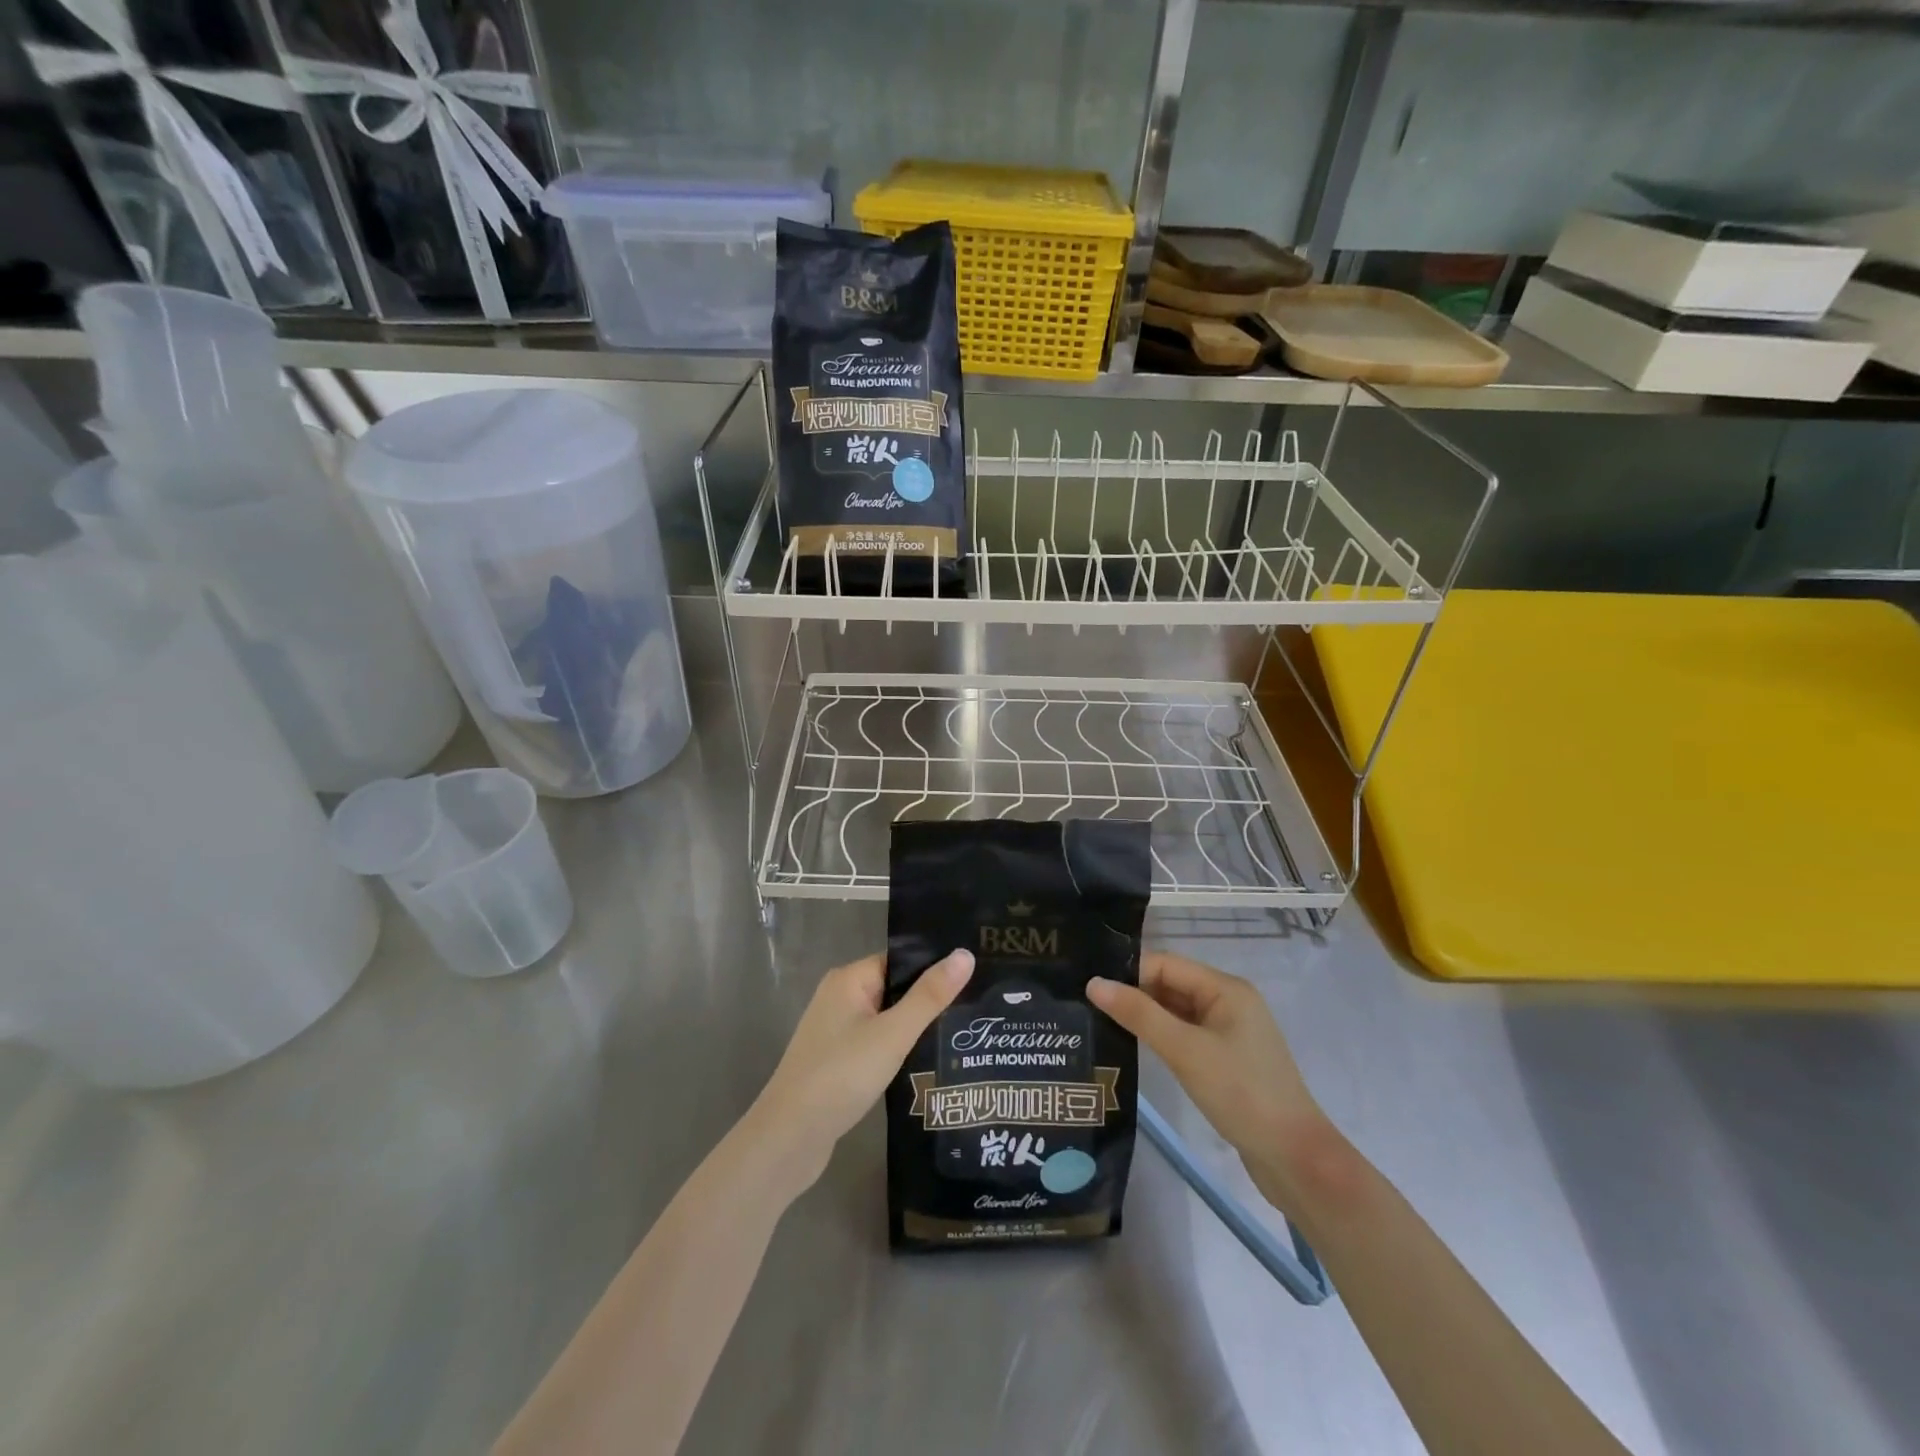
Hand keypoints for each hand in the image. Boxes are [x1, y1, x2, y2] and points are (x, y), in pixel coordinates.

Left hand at [746, 949, 973, 1194]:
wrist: (789, 1138)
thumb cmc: (841, 1075)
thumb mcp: (893, 1033)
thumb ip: (929, 996)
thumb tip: (965, 953)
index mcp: (849, 979)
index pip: (900, 961)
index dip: (934, 969)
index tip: (975, 977)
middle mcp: (839, 997)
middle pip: (894, 989)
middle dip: (929, 1001)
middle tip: (976, 1009)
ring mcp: (835, 1031)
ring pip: (886, 1019)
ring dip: (915, 1028)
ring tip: (962, 1035)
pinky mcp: (837, 1061)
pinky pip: (876, 1043)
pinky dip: (898, 1050)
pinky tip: (928, 1063)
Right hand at [1089, 951, 1330, 1210]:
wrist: (1295, 1160)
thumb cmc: (1241, 1094)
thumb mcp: (1185, 1051)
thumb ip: (1139, 1014)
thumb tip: (1093, 983)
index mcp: (1225, 988)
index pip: (1166, 964)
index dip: (1129, 974)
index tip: (1089, 989)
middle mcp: (1228, 1002)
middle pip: (1170, 985)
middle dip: (1133, 994)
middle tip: (1086, 1007)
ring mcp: (1228, 1033)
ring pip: (1175, 1012)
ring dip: (1144, 1017)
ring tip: (1098, 1024)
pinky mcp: (1225, 1060)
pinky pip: (1184, 1036)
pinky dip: (1160, 1038)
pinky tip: (1132, 1048)